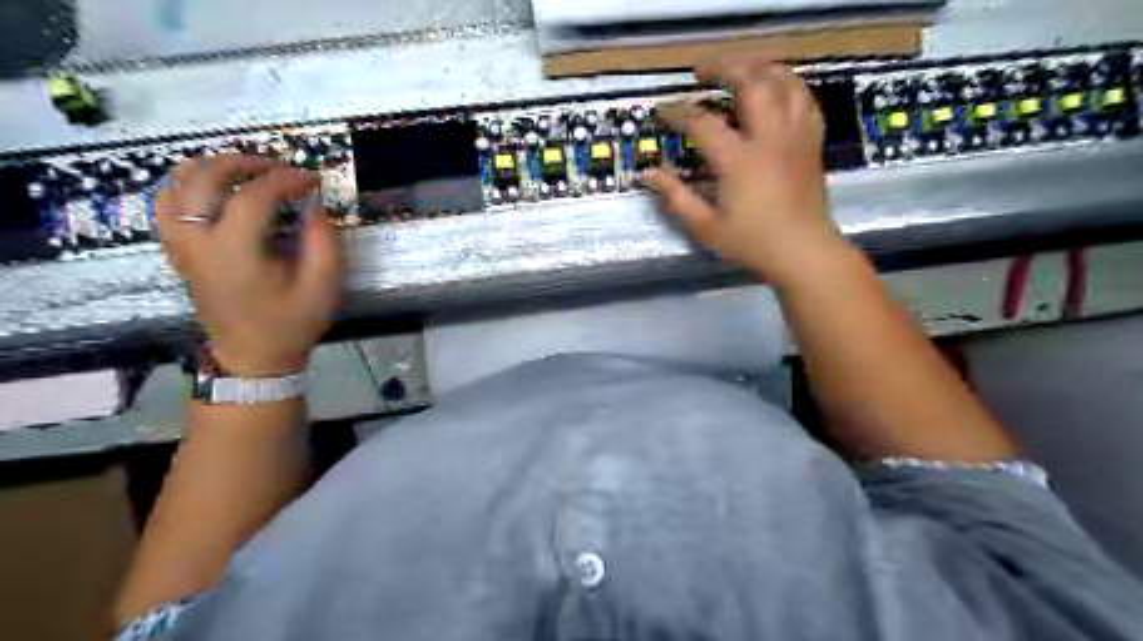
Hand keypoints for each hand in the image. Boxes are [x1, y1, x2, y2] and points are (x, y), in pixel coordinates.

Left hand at [156, 153, 342, 375]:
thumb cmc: (292, 323)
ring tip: (247, 171)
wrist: (253, 356)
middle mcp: (198, 241)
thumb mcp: (323, 286)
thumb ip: (323, 242)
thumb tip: (314, 205)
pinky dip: (188, 185)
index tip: (313, 179)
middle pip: (204, 178)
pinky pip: (166, 203)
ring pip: (177, 185)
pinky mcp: (178, 251)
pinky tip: (216, 189)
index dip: (286, 179)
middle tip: (279, 167)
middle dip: (244, 162)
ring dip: (212, 168)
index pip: (254, 196)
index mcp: (235, 251)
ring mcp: (181, 245)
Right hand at [646, 58, 852, 286]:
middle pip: (752, 81)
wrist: (804, 252)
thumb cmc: (752, 243)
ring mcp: (795, 136)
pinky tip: (774, 92)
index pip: (703, 122)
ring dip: (759, 68)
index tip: (662, 110)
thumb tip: (648, 175)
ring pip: (784, 81)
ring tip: (740, 71)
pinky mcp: (812, 142)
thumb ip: (675, 198)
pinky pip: (804, 99)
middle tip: (702, 72)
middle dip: (724, 67)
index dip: (678, 112)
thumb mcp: (706, 227)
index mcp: (739, 160)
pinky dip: (787, 86)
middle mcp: (770, 138)